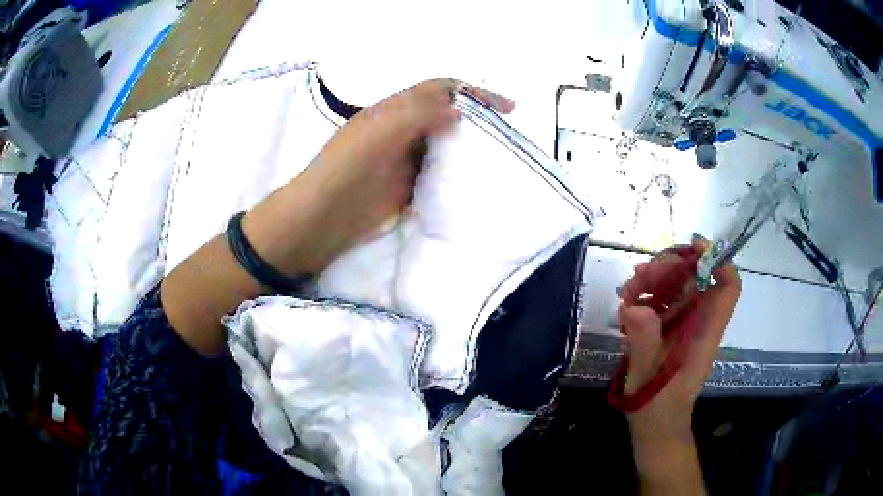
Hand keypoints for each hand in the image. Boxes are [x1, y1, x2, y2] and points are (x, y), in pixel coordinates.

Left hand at [303, 78, 514, 249]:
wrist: (324, 215)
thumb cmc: (348, 166)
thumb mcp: (381, 129)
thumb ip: (419, 114)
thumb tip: (458, 110)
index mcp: (396, 109)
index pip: (441, 89)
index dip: (474, 93)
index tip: (507, 108)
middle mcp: (404, 129)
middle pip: (447, 115)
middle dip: (477, 119)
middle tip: (507, 134)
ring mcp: (407, 158)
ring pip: (446, 145)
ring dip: (470, 147)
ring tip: (498, 157)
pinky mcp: (409, 186)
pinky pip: (439, 173)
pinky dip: (457, 174)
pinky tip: (474, 181)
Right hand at [618, 237, 740, 438]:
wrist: (655, 426)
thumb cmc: (655, 408)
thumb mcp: (646, 378)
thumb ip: (644, 343)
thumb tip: (636, 306)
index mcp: (705, 333)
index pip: (728, 287)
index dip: (717, 260)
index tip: (692, 245)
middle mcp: (700, 324)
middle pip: (697, 278)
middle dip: (669, 268)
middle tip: (638, 277)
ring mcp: (686, 326)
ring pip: (679, 286)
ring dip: (653, 280)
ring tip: (626, 292)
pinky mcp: (672, 331)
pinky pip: (665, 301)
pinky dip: (646, 296)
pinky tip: (626, 307)